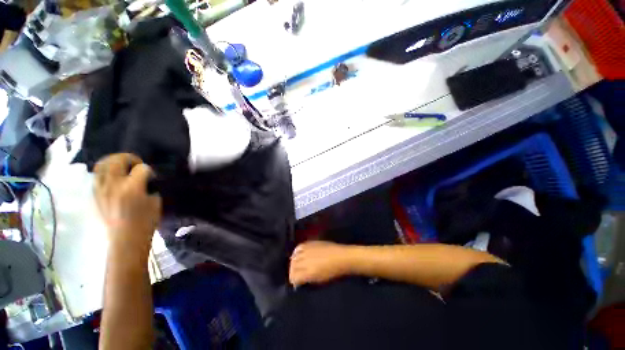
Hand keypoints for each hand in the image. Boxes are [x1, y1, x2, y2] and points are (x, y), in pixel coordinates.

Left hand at [94, 153, 161, 251]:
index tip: (152, 177)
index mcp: (132, 188)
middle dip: (130, 158)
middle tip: (136, 164)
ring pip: (103, 164)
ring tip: (122, 166)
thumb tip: (145, 179)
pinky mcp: (94, 194)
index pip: (142, 168)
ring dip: (114, 161)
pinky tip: (113, 176)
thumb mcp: (155, 202)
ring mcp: (101, 189)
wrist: (125, 238)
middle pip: (118, 160)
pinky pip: (97, 175)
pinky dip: (105, 171)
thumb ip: (149, 186)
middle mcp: (114, 185)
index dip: (149, 171)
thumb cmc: (145, 221)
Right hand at [289, 241, 354, 286]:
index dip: (293, 280)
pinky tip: (297, 254)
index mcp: (309, 272)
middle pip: (293, 266)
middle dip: (292, 272)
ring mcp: (308, 250)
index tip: (295, 283)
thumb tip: (300, 280)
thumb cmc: (334, 272)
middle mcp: (306, 260)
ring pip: (295, 256)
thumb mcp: (320, 280)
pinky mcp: (311, 243)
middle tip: (294, 275)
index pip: (294, 276)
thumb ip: (308, 280)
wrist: (342, 257)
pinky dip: (296, 251)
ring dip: (293, 262)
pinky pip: (299, 246)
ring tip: (295, 265)